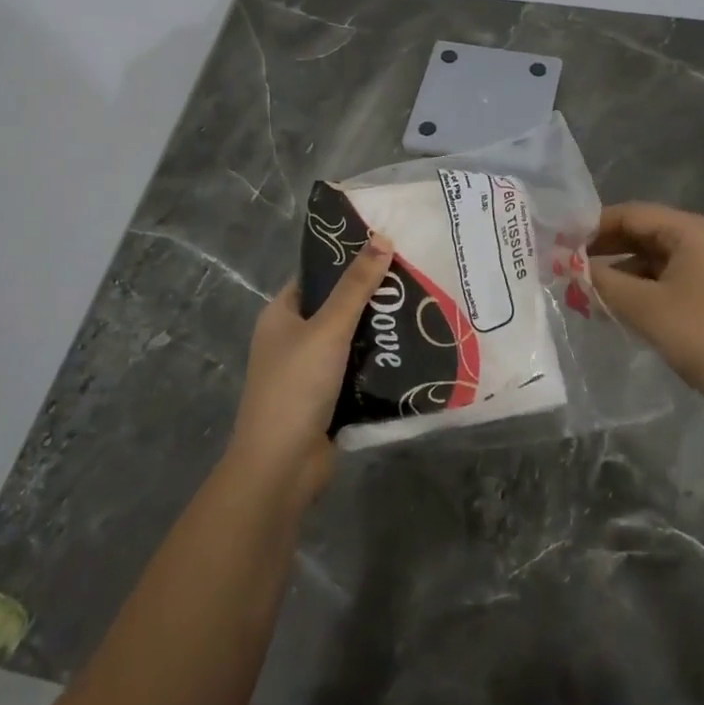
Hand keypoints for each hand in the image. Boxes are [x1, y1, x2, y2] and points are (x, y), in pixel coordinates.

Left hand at [228, 233, 394, 506]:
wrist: (281, 467)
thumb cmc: (296, 387)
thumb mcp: (328, 329)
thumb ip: (356, 287)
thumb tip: (382, 237)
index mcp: (281, 315)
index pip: (316, 275)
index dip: (347, 260)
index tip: (387, 248)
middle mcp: (292, 339)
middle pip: (336, 307)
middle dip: (372, 298)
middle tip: (415, 280)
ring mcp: (309, 371)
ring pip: (350, 341)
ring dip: (379, 332)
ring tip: (422, 310)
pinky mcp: (327, 399)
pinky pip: (357, 370)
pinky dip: (379, 363)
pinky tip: (412, 352)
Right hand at [590, 202, 703, 423]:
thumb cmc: (703, 337)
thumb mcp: (643, 307)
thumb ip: (602, 281)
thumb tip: (571, 267)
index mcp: (694, 231)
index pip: (633, 214)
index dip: (593, 226)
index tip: (561, 243)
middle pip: (648, 232)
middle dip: (607, 249)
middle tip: (571, 267)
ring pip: (661, 257)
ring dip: (625, 271)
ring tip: (592, 292)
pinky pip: (676, 276)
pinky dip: (647, 286)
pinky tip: (625, 306)